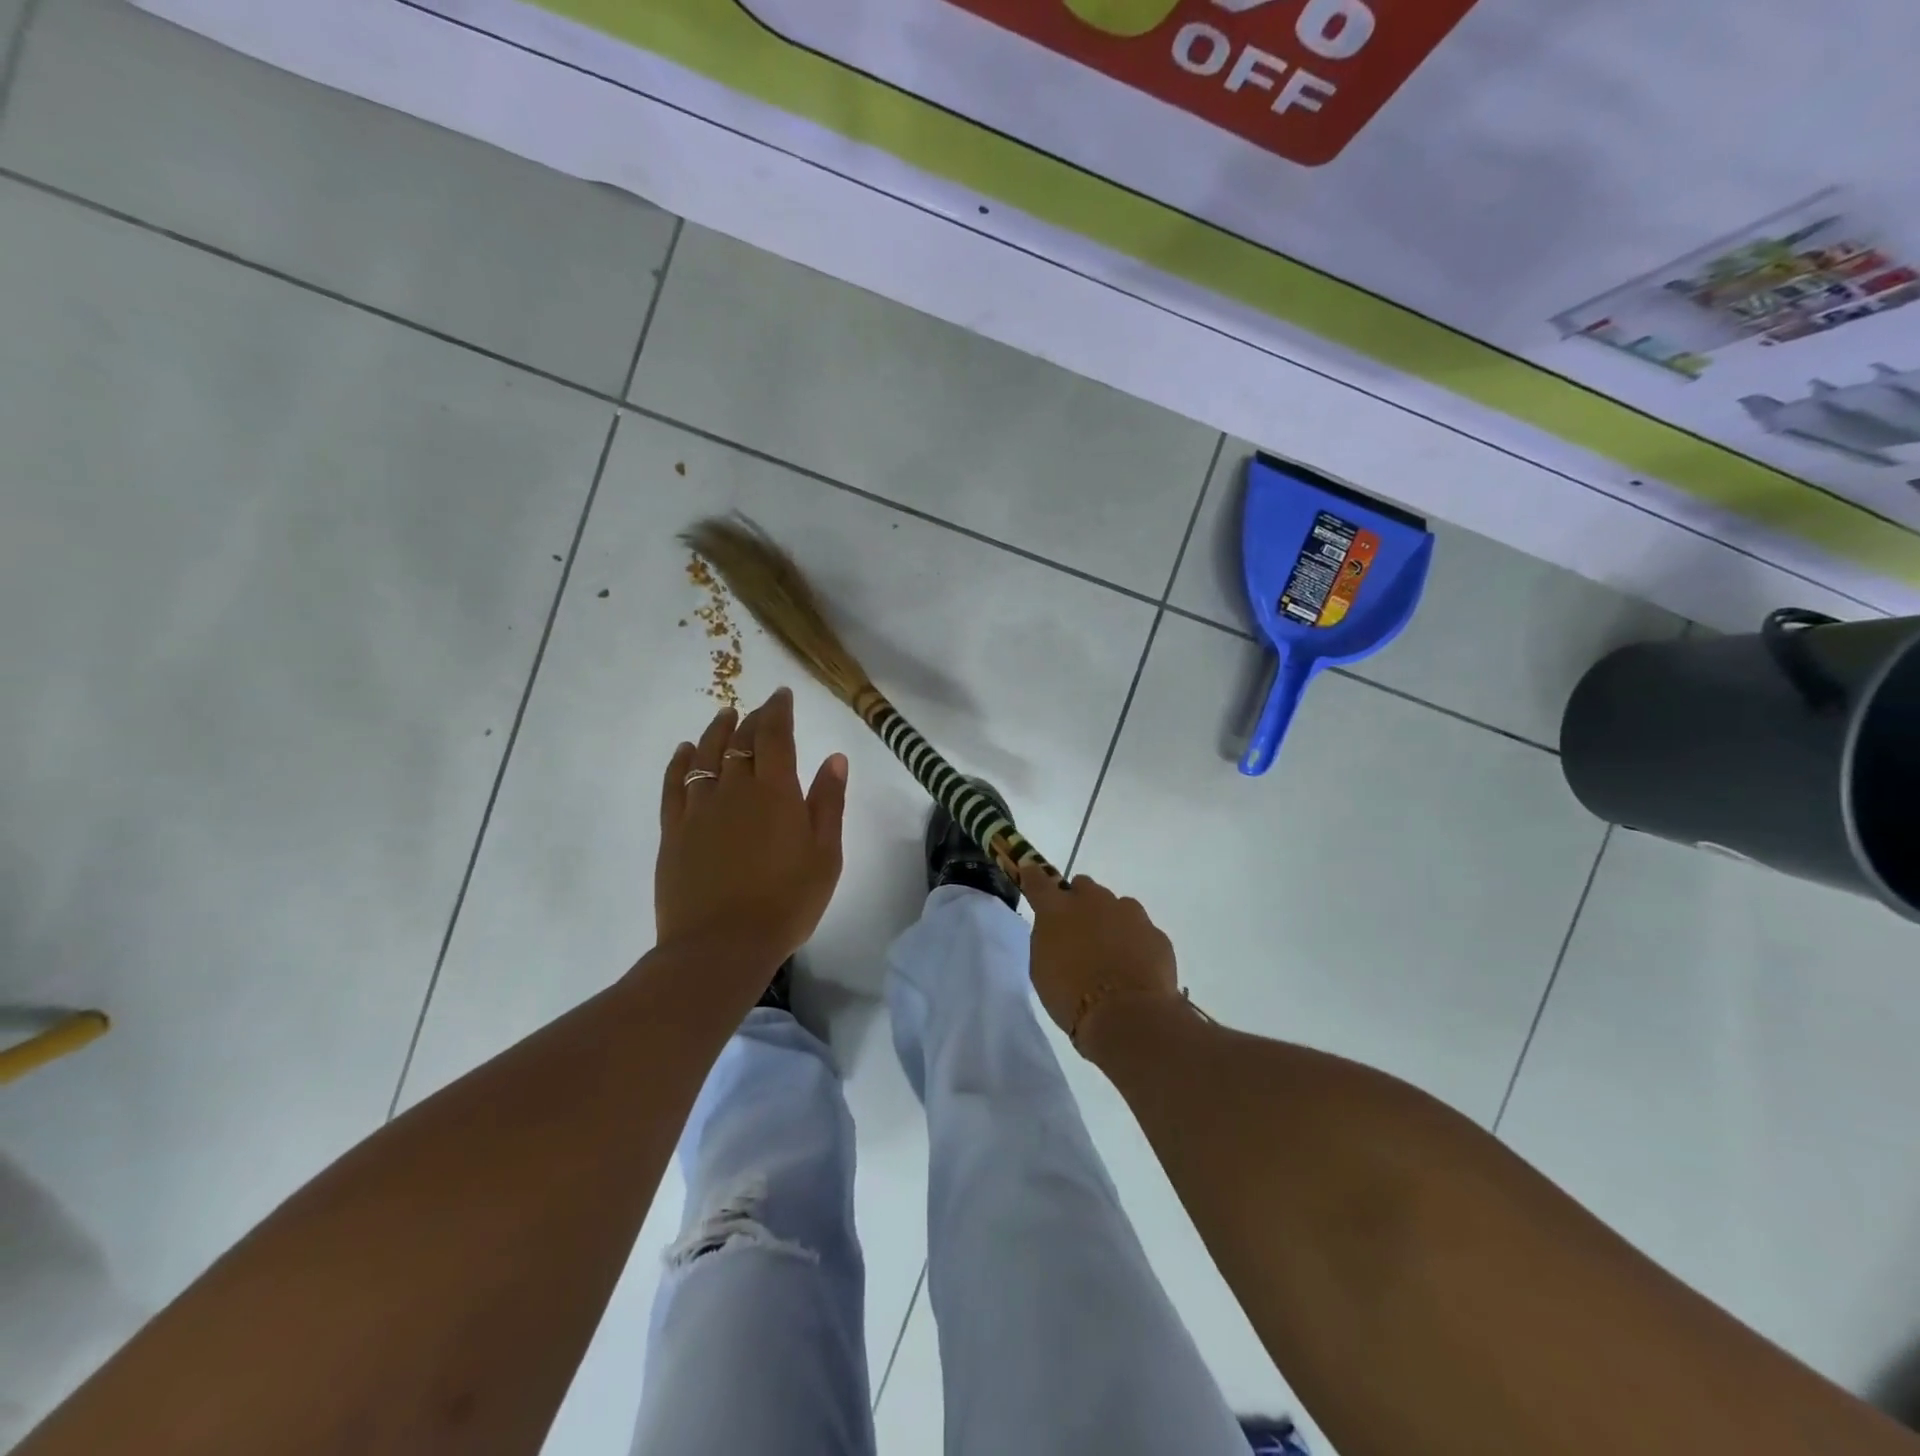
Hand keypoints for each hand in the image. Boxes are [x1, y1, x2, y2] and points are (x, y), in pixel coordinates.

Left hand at [656, 687, 848, 972]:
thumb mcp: (825, 855)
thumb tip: (834, 758)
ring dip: (716, 732)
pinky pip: (674, 785)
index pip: (775, 736)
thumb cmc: (786, 902)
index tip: (782, 695)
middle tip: (760, 708)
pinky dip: (680, 762)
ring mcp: (699, 809)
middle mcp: (734, 789)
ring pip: (705, 756)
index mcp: (775, 792)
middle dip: (753, 719)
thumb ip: (828, 803)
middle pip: (741, 742)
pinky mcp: (674, 831)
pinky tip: (684, 752)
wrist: (721, 946)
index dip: (778, 711)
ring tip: (724, 716)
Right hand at [1018, 866, 1181, 1051]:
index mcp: (1058, 909)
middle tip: (1079, 931)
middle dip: (1080, 902)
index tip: (1031, 872)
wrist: (1127, 1015)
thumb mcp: (1042, 968)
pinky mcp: (1156, 933)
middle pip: (1084, 887)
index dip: (1034, 876)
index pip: (1039, 881)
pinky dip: (1135, 943)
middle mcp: (1094, 900)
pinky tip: (1134, 969)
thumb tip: (1057, 928)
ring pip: (1116, 906)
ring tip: (1111, 955)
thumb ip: (1048, 938)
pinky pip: (1141, 931)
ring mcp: (1129, 913)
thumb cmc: (1071, 996)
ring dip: (1110, 921)